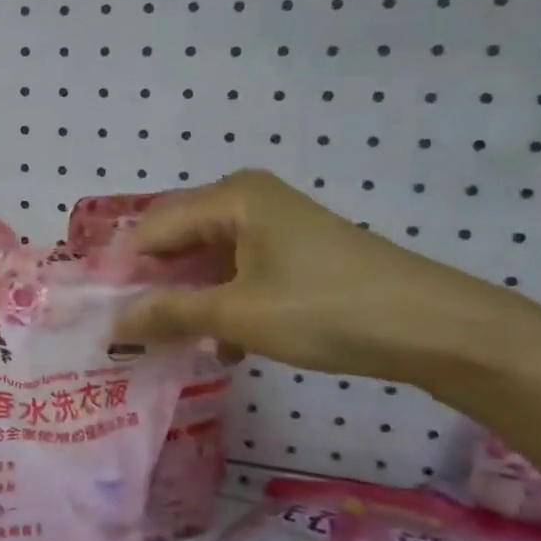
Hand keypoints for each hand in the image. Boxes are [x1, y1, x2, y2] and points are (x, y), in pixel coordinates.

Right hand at [113, 170, 514, 387]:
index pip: (152, 228)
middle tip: (134, 331)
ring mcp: (272, 223)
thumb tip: (114, 323)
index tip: (105, 316)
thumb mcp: (238, 315)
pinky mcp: (292, 250)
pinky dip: (223, 302)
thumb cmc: (325, 309)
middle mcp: (246, 199)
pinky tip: (224, 343)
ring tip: (176, 342)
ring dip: (189, 299)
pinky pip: (236, 269)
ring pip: (206, 258)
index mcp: (229, 197)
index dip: (124, 271)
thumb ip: (168, 314)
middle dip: (155, 286)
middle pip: (176, 239)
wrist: (434, 327)